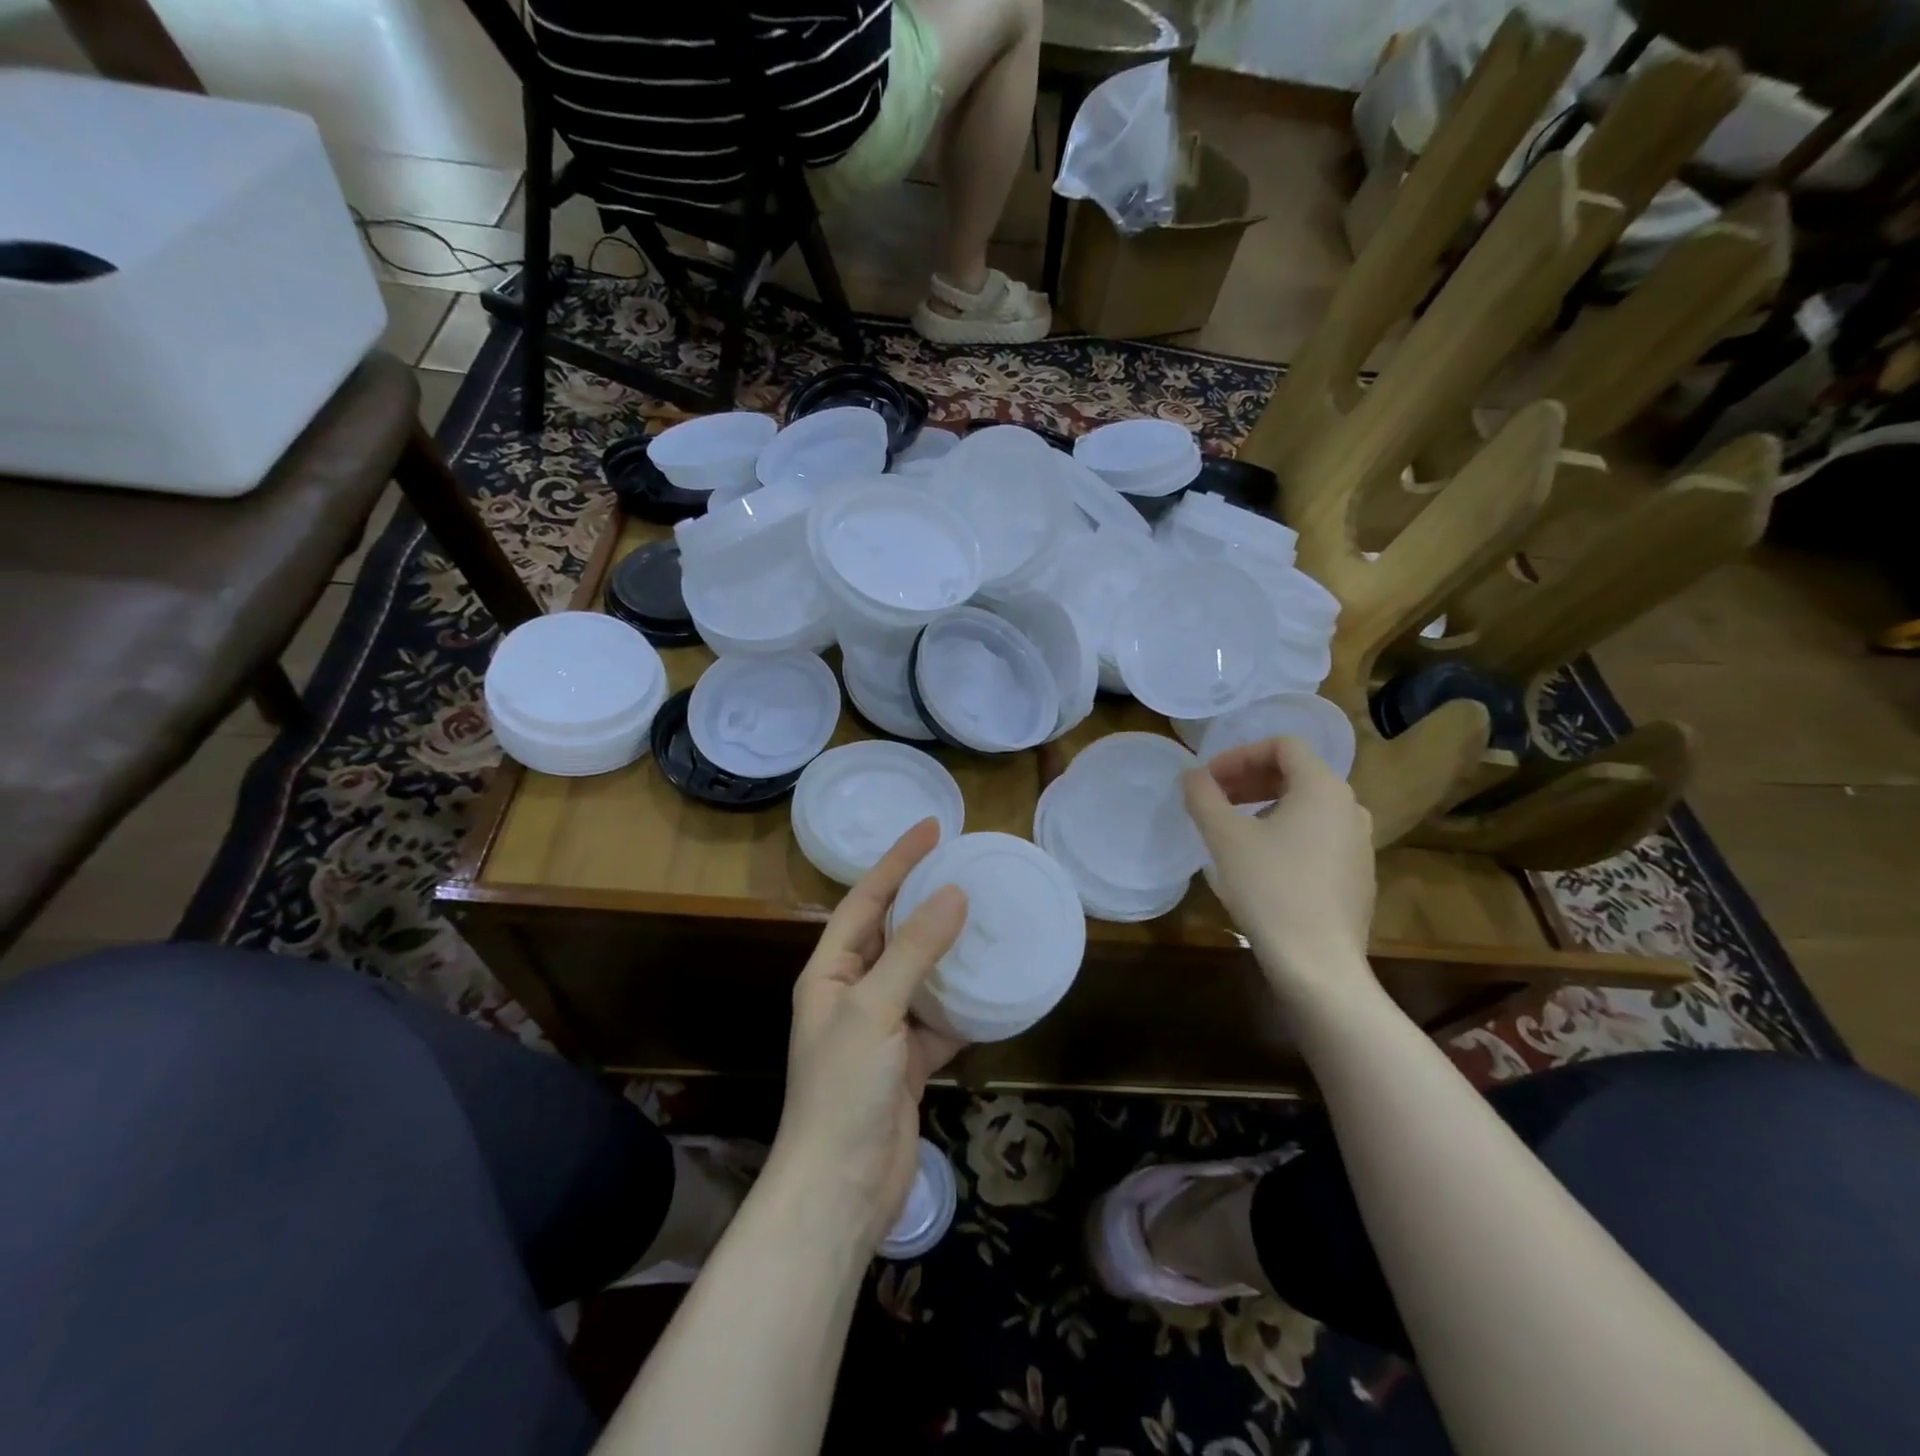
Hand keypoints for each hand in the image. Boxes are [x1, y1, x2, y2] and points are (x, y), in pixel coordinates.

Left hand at [774, 818, 968, 1250]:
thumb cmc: (843, 1090)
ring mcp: (882, 1027)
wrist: (840, 1190)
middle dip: (927, 899)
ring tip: (989, 917)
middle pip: (894, 931)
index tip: (934, 827)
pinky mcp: (908, 1060)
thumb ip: (915, 951)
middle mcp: (853, 991)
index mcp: (831, 971)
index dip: (898, 861)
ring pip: (921, 973)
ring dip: (951, 950)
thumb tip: (955, 895)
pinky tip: (995, 987)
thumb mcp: (874, 1010)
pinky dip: (965, 1003)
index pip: (866, 898)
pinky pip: (940, 1017)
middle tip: (968, 868)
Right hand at [1185, 735, 1377, 1004]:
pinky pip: (1318, 836)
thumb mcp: (1225, 838)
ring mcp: (1359, 844)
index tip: (1208, 779)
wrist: (1318, 964)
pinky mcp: (1357, 876)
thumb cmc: (1270, 889)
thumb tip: (1192, 776)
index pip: (1283, 745)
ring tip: (1232, 830)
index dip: (1239, 754)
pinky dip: (1285, 833)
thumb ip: (1203, 797)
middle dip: (1249, 779)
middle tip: (1214, 800)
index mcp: (1323, 788)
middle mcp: (1350, 807)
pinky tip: (1260, 864)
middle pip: (1297, 773)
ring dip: (1265, 805)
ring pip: (1307, 806)